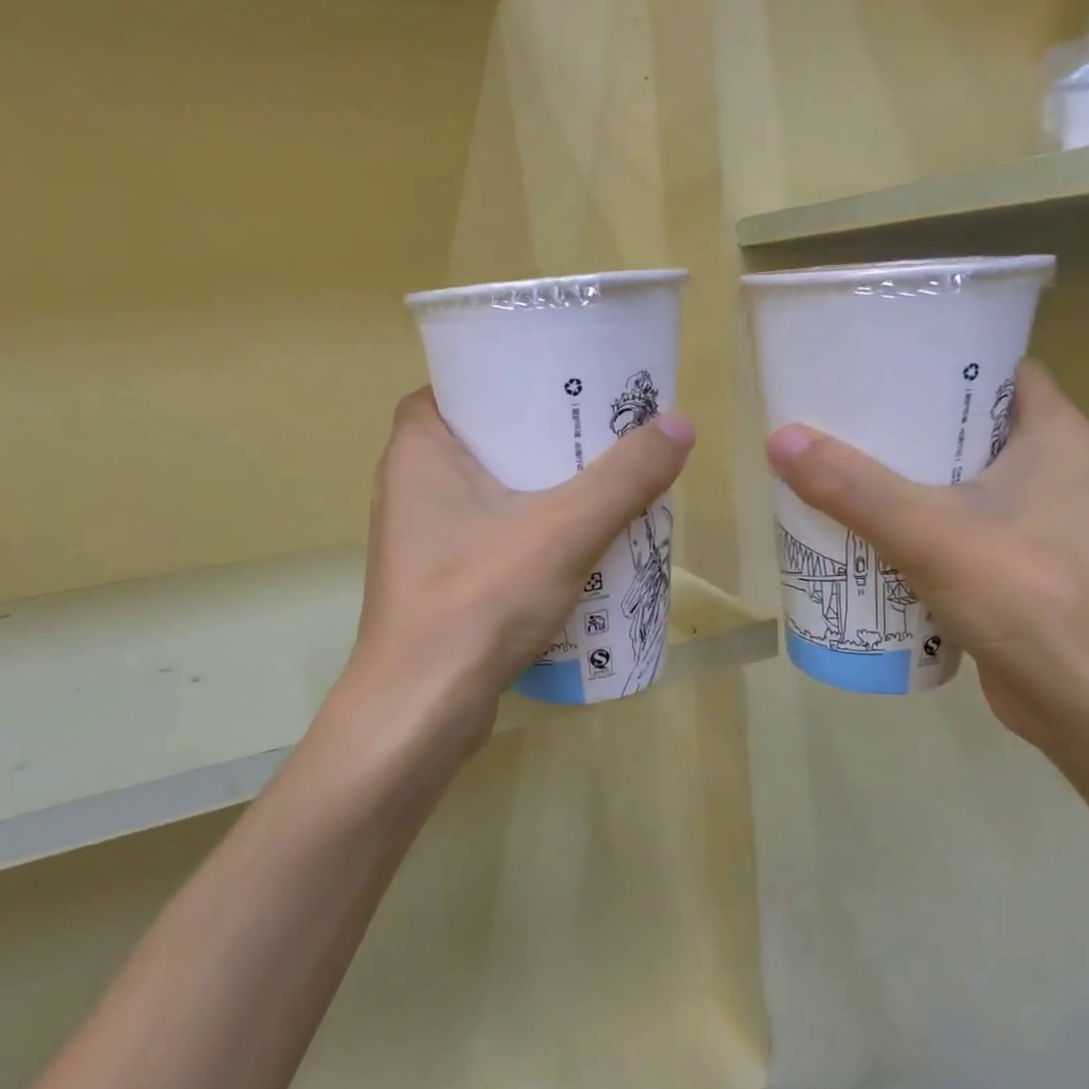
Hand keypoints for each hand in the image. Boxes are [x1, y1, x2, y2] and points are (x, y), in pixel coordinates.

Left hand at [342, 387, 692, 758]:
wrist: (423, 709)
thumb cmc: (479, 600)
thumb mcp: (563, 530)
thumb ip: (624, 478)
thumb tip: (680, 425)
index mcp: (417, 450)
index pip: (458, 386)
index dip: (507, 379)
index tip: (560, 383)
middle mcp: (408, 487)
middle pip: (482, 439)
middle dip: (539, 436)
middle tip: (597, 430)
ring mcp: (420, 539)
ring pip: (488, 492)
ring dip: (539, 488)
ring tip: (599, 480)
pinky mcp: (438, 581)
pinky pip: (489, 536)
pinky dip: (528, 532)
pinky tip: (575, 543)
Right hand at [765, 360, 1088, 759]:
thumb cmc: (1033, 601)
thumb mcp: (934, 536)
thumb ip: (856, 490)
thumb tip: (780, 440)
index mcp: (1053, 435)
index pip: (992, 367)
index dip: (933, 357)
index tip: (870, 361)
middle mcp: (1047, 468)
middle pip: (959, 424)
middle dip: (895, 422)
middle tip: (830, 417)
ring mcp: (1029, 520)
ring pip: (948, 479)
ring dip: (894, 477)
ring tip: (827, 467)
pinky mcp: (1008, 565)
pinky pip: (945, 525)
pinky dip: (904, 524)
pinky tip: (854, 530)